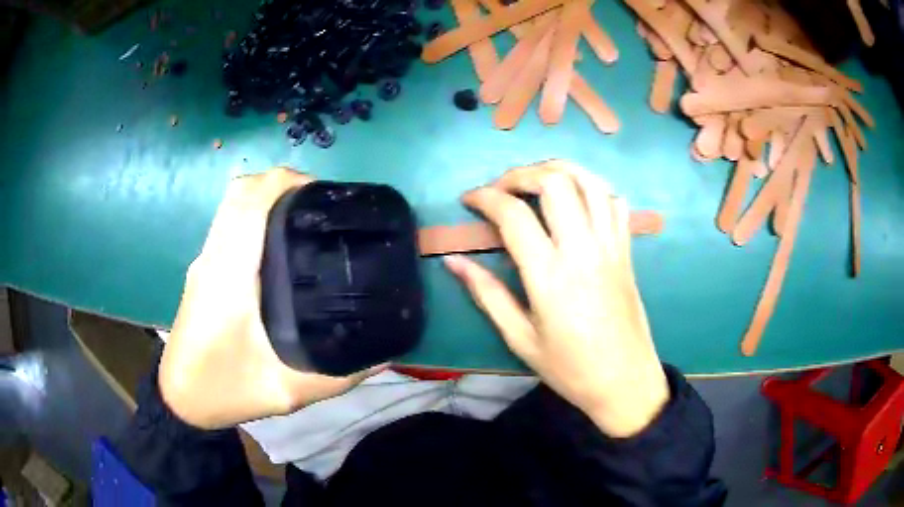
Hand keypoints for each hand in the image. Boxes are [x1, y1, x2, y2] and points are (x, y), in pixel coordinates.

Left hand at [159, 168, 383, 429]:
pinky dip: (254, 213)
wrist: (181, 399)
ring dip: (267, 196)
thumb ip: (340, 374)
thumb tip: (386, 352)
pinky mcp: (202, 268)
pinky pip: (228, 221)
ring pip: (232, 203)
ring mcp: (204, 260)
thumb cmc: (226, 391)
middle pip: (241, 190)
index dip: (287, 182)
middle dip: (282, 184)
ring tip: (305, 220)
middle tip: (321, 207)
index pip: (250, 200)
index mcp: (229, 276)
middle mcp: (213, 257)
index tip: (324, 194)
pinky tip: (278, 243)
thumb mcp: (289, 392)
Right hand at [445, 160, 668, 436]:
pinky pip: (614, 202)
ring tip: (536, 181)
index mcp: (549, 275)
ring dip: (558, 170)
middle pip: (554, 182)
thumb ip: (486, 294)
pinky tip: (577, 198)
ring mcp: (610, 246)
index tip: (469, 200)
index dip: (484, 197)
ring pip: (588, 182)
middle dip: (520, 174)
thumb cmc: (570, 368)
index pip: (513, 214)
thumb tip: (453, 261)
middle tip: (501, 188)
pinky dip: (593, 188)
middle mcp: (582, 249)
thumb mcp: (520, 338)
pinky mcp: (627, 250)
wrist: (624, 381)